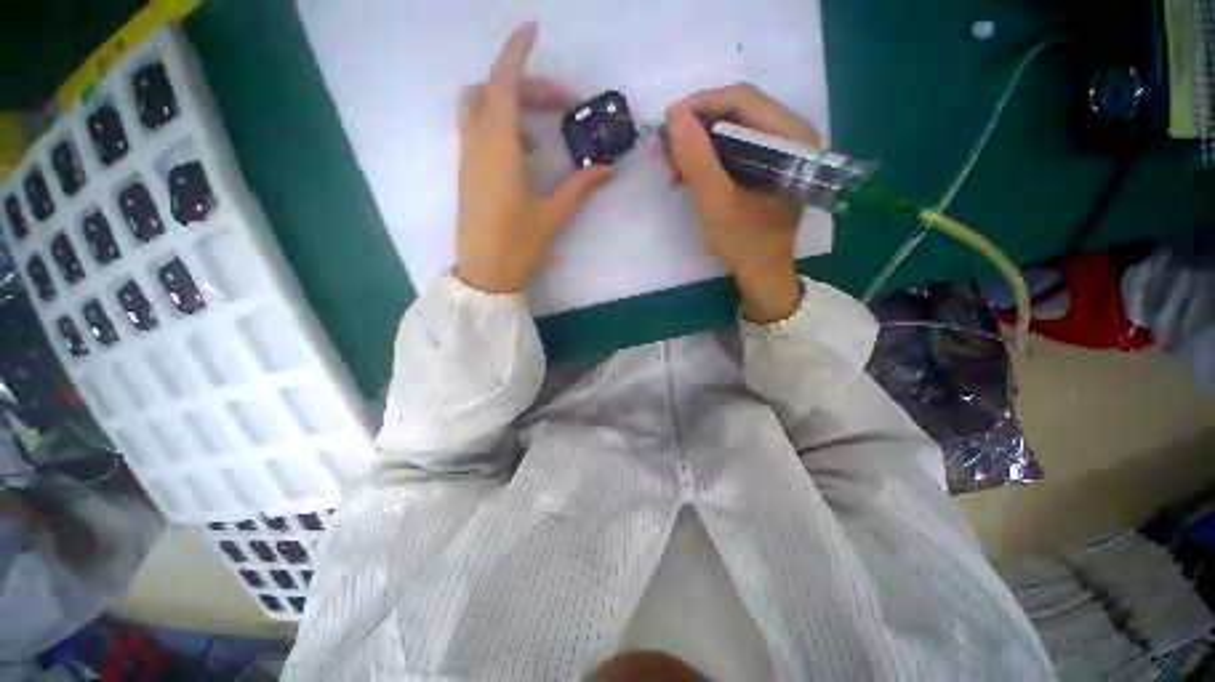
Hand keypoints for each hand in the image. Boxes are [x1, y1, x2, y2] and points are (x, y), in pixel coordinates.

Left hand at [455, 21, 613, 293]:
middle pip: (492, 90)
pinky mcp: (467, 171)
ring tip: (542, 128)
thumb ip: (581, 186)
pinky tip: (525, 150)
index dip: (517, 51)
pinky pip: (477, 129)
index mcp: (499, 148)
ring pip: (478, 106)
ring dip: (508, 101)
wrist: (484, 272)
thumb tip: (610, 169)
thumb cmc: (518, 244)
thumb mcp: (554, 214)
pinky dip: (500, 123)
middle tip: (561, 103)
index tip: (533, 27)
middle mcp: (477, 143)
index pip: (503, 84)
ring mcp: (468, 157)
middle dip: (525, 83)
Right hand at [664, 84, 821, 322]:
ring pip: (731, 129)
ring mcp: (779, 148)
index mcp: (790, 139)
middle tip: (664, 148)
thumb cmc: (743, 242)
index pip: (742, 100)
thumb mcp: (715, 203)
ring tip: (670, 165)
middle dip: (695, 127)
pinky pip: (733, 147)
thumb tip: (674, 117)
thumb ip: (697, 160)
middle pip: (736, 111)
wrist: (761, 272)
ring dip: (697, 144)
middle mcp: (791, 134)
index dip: (700, 105)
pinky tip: (685, 174)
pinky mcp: (767, 163)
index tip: (666, 123)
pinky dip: (706, 157)